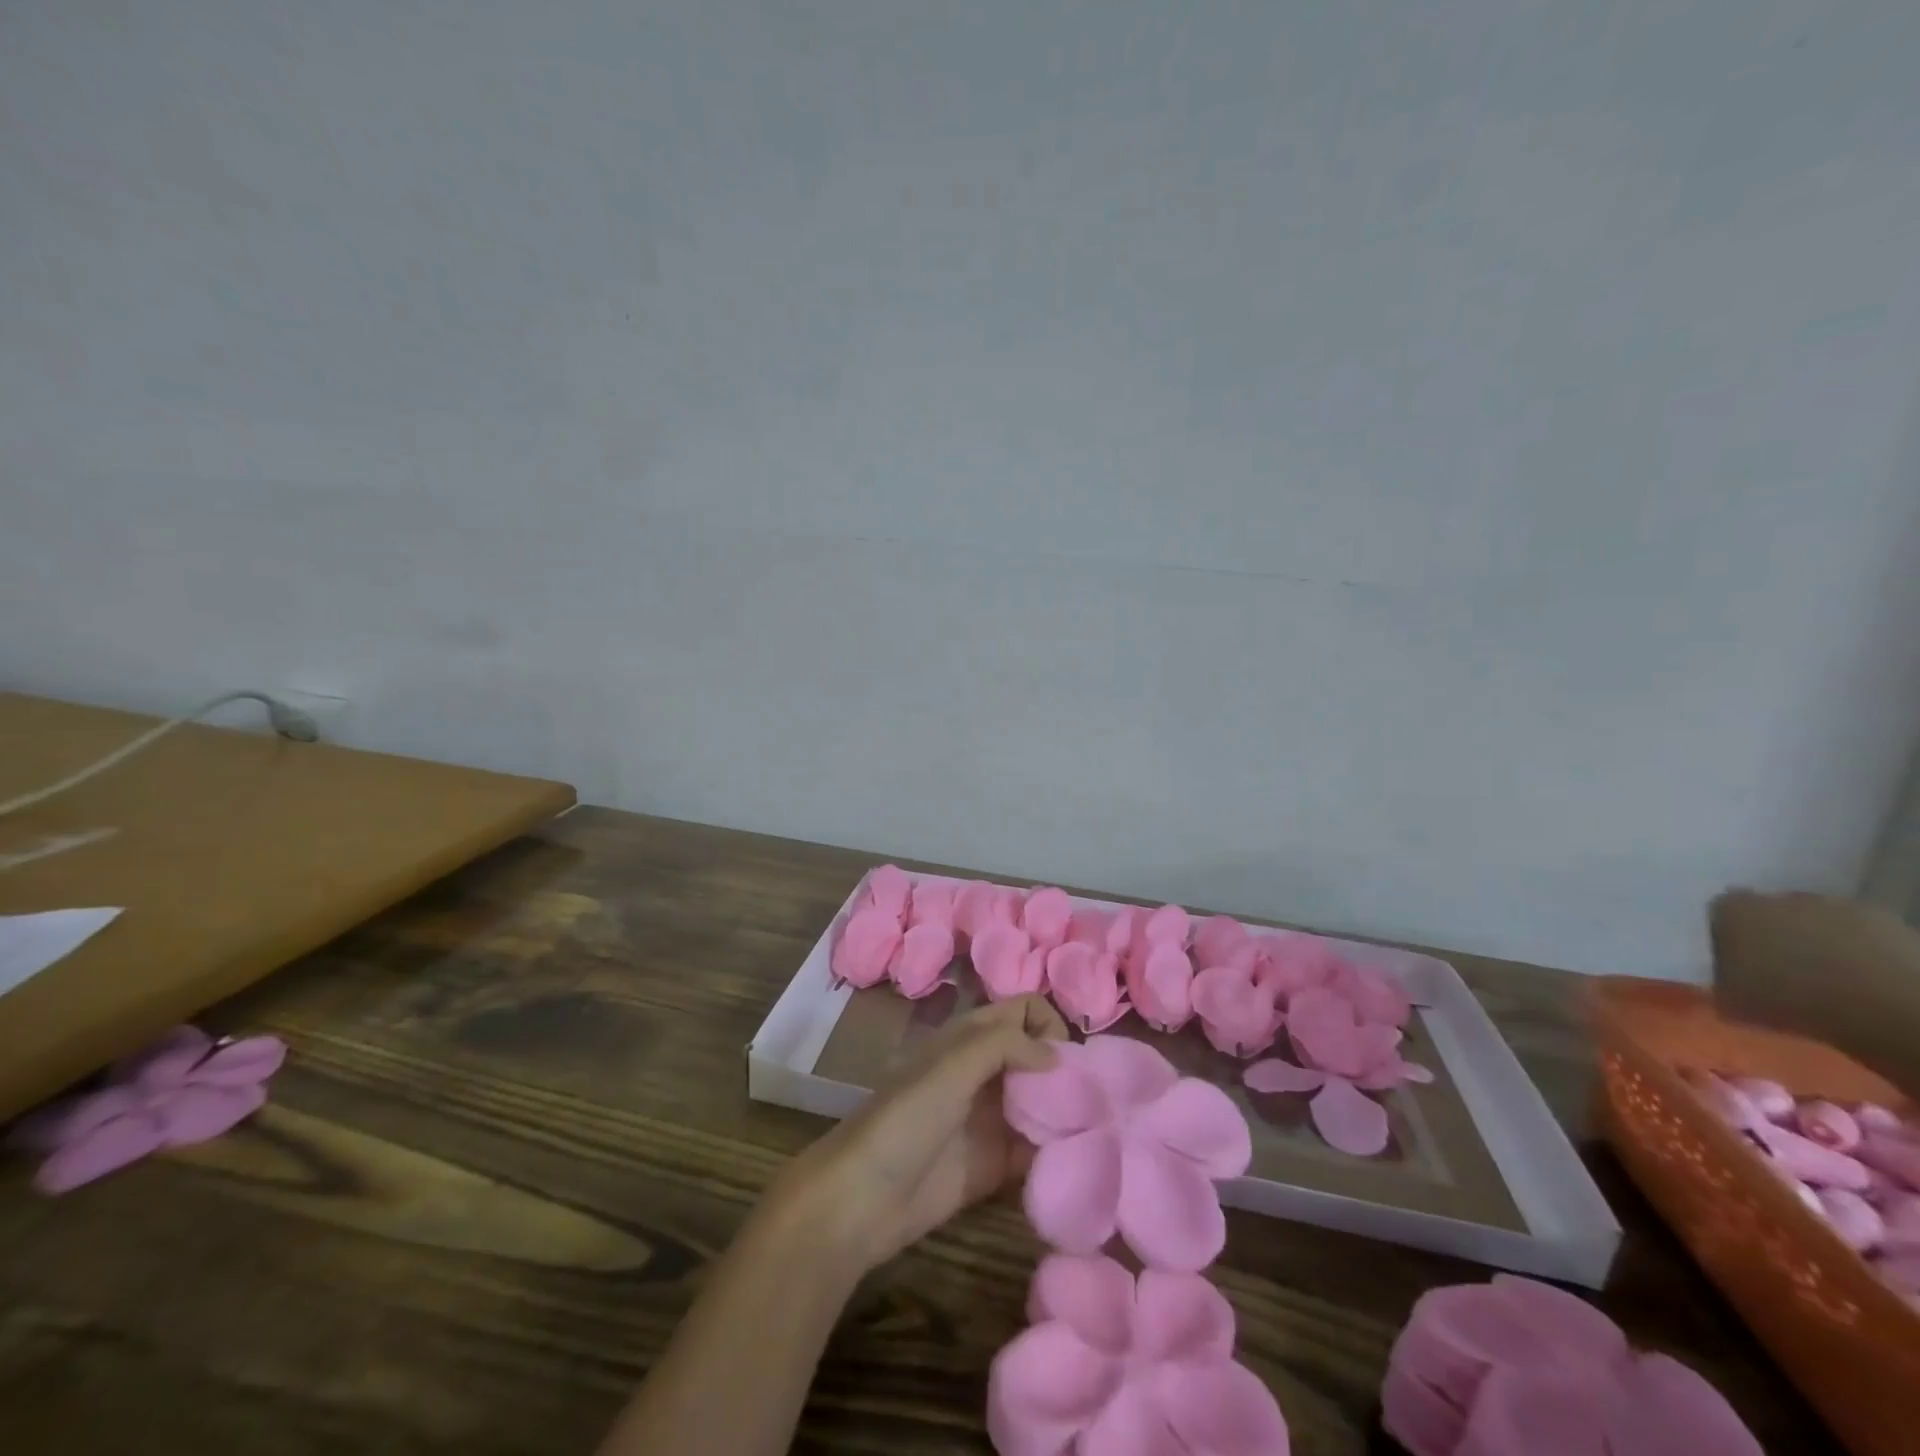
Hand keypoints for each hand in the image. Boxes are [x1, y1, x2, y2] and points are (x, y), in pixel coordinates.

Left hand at [768, 995, 1067, 1272]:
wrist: (861, 1200)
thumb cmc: (903, 1120)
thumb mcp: (950, 1068)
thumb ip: (1004, 1046)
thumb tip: (1057, 1056)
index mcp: (972, 1038)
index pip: (1023, 1010)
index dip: (1048, 1024)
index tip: (1067, 1060)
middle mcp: (986, 1072)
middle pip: (1038, 1056)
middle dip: (1068, 1070)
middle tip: (1097, 1100)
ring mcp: (992, 1119)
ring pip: (1042, 1102)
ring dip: (1069, 1111)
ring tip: (1100, 1131)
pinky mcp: (996, 1165)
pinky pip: (1036, 1149)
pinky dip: (1057, 1150)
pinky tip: (1078, 1161)